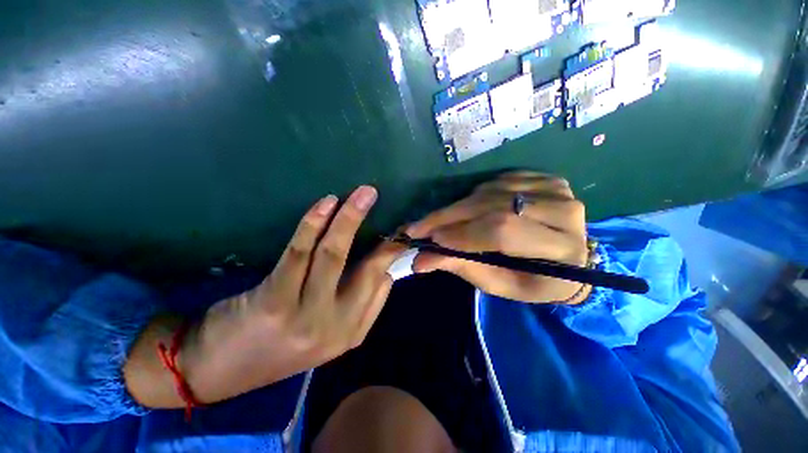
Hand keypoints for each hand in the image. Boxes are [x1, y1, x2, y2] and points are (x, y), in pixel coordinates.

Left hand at [177, 186, 405, 403]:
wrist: (217, 371)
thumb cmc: (278, 347)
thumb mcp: (328, 334)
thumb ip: (362, 306)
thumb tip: (385, 272)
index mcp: (351, 332)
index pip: (382, 283)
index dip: (393, 253)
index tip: (398, 229)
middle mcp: (336, 326)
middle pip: (367, 269)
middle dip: (380, 231)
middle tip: (380, 202)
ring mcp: (305, 315)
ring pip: (334, 255)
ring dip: (350, 219)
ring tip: (363, 194)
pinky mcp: (273, 302)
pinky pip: (300, 254)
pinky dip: (314, 224)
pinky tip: (327, 204)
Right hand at [405, 172, 589, 303]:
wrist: (570, 259)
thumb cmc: (535, 281)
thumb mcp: (500, 284)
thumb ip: (463, 267)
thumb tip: (421, 260)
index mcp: (562, 250)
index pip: (503, 232)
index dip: (462, 234)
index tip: (430, 239)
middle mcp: (564, 212)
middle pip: (493, 207)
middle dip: (449, 217)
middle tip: (419, 227)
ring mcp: (556, 190)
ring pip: (491, 192)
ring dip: (457, 207)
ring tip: (436, 222)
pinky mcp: (545, 179)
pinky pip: (497, 182)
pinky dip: (474, 196)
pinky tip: (466, 209)